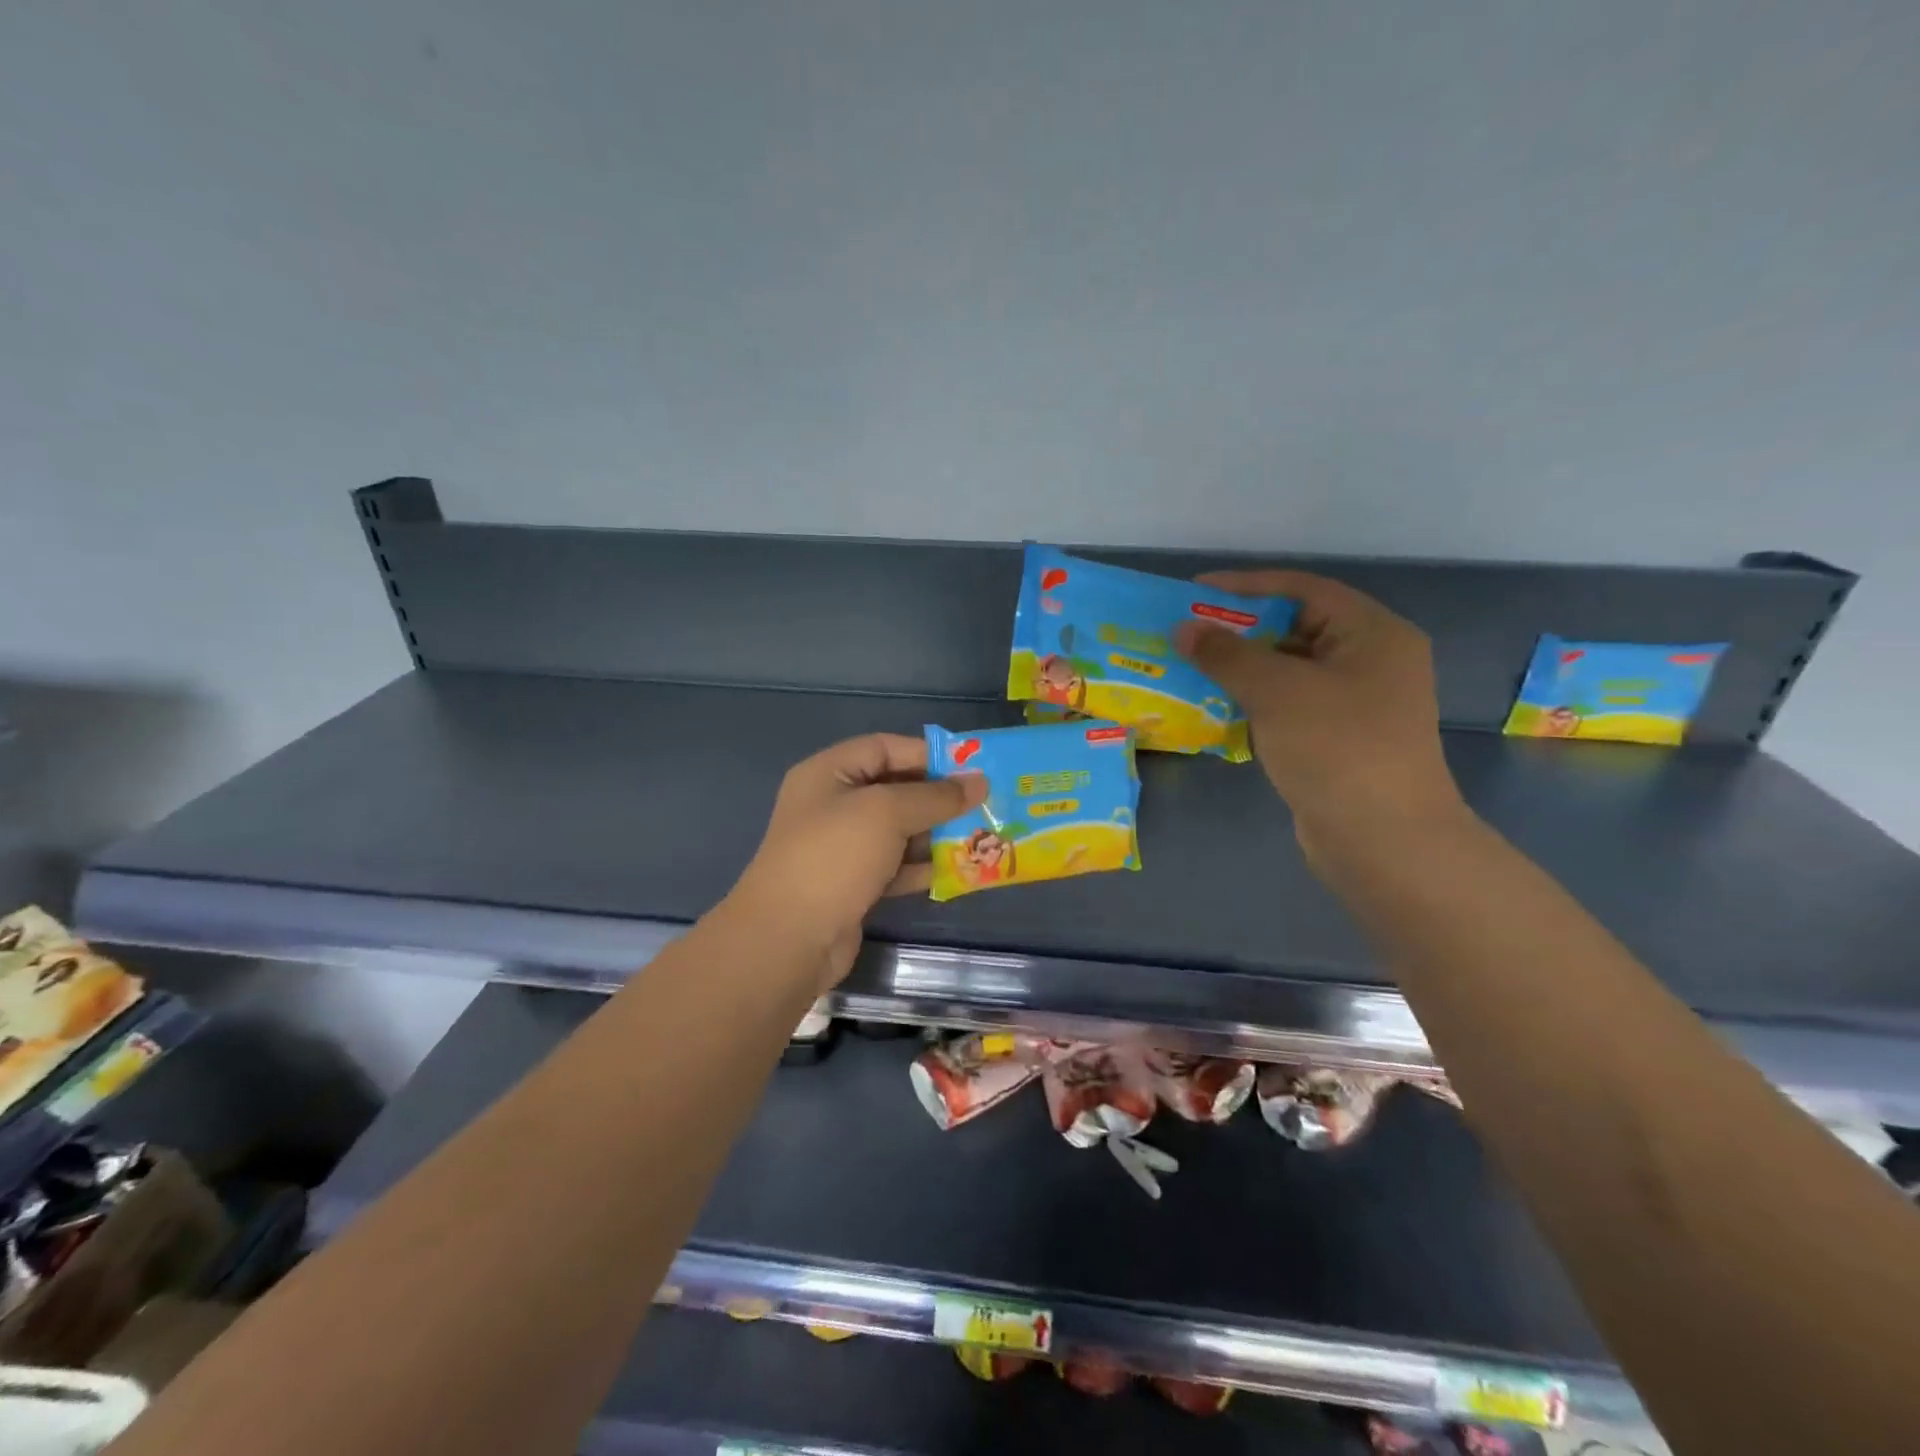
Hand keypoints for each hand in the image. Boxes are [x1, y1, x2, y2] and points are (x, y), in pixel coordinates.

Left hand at [728, 733, 987, 986]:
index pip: (884, 748)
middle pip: (893, 789)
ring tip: (979, 836)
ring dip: (935, 834)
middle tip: (983, 804)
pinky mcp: (852, 885)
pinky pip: (894, 866)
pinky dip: (921, 867)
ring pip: (897, 831)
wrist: (789, 939)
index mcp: (828, 774)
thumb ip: (935, 796)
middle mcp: (832, 805)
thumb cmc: (835, 857)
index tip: (971, 768)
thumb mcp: (887, 813)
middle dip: (937, 798)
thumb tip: (979, 782)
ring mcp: (841, 848)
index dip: (927, 754)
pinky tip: (956, 871)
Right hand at [1175, 571, 1463, 846]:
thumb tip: (1183, 629)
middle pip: (1295, 628)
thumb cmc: (1337, 748)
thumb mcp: (1277, 691)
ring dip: (1241, 667)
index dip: (1246, 586)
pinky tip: (1215, 705)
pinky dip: (1253, 699)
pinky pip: (1289, 703)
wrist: (1383, 840)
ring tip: (1190, 666)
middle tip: (1185, 633)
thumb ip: (1227, 655)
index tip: (1194, 593)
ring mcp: (1355, 702)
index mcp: (1372, 633)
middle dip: (1238, 629)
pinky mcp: (1337, 738)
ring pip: (1288, 669)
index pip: (1303, 589)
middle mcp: (1370, 660)